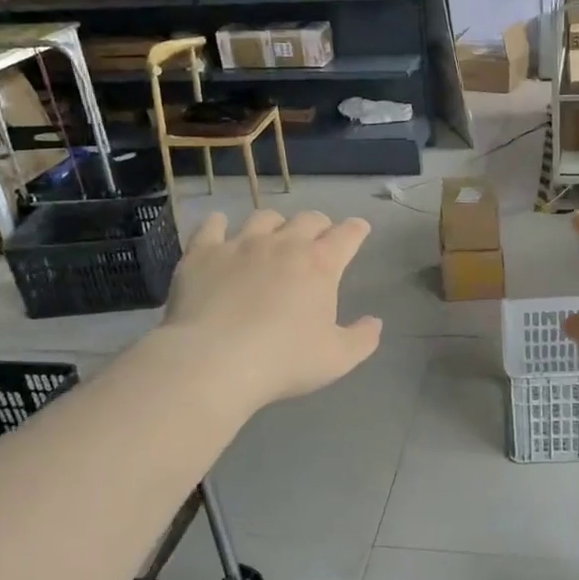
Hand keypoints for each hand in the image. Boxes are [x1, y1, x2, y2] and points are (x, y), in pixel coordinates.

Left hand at [160, 210, 381, 412]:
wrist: (213, 362)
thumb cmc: (283, 361)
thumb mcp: (337, 359)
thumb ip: (362, 338)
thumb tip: (375, 322)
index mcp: (320, 264)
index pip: (348, 235)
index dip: (357, 230)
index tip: (359, 230)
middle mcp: (283, 244)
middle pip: (308, 219)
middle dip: (319, 225)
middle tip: (319, 238)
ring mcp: (241, 244)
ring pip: (264, 218)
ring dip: (275, 224)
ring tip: (273, 236)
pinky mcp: (203, 252)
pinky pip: (213, 225)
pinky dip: (220, 224)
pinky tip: (220, 229)